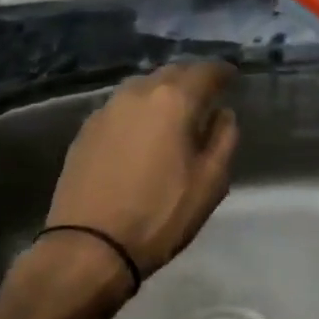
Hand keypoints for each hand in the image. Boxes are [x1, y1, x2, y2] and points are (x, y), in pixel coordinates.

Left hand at [41, 61, 240, 286]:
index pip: (205, 71)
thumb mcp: (210, 183)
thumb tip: (222, 114)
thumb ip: (223, 139)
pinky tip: (141, 131)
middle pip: (171, 72)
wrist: (89, 247)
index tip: (232, 78)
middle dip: (192, 79)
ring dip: (163, 92)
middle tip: (206, 95)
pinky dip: (138, 110)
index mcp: (173, 100)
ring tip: (174, 112)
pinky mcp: (86, 128)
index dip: (222, 72)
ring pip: (143, 86)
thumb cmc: (160, 215)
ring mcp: (107, 108)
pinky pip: (121, 106)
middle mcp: (138, 93)